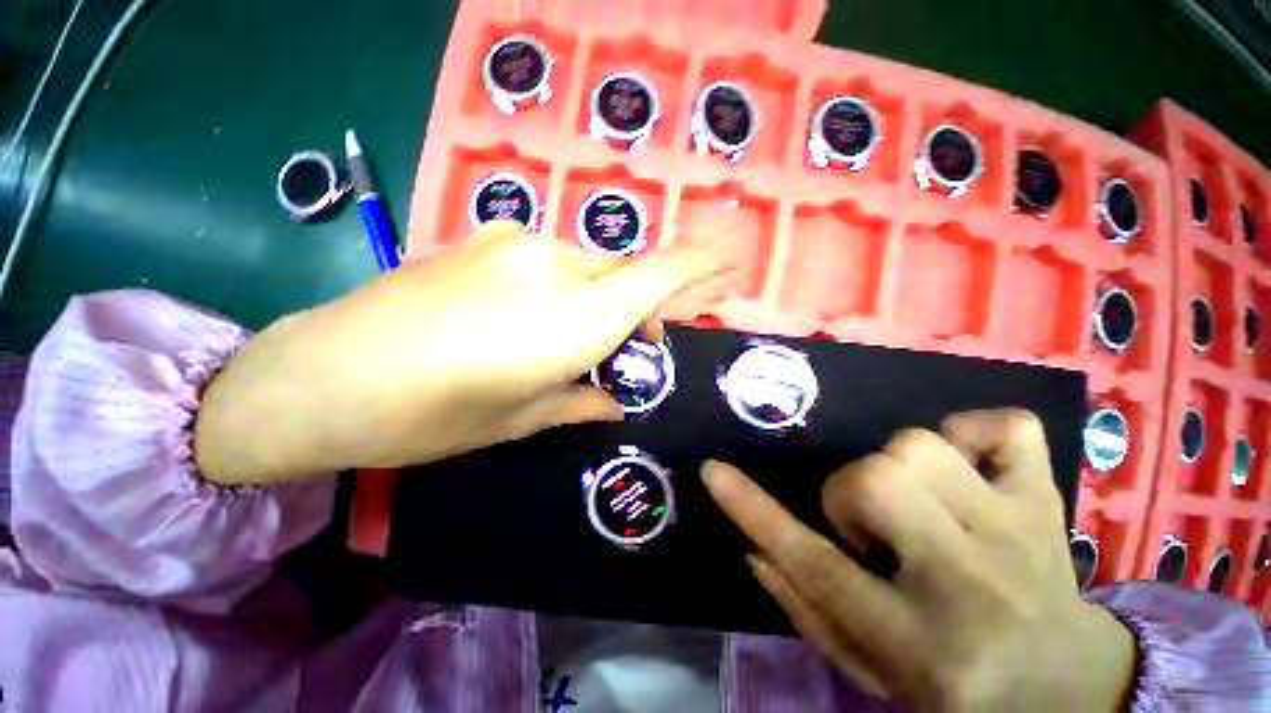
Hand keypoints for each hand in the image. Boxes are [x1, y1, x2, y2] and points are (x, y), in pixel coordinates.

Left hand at [196, 221, 725, 483]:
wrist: (321, 374)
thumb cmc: (432, 415)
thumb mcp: (521, 420)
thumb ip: (581, 402)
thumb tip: (614, 403)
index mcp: (576, 319)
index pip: (659, 275)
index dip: (700, 264)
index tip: (728, 260)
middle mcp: (556, 267)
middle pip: (625, 275)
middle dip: (637, 308)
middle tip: (625, 349)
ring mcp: (515, 243)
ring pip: (586, 266)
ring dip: (595, 297)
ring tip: (565, 337)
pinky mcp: (482, 236)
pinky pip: (546, 257)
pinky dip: (558, 284)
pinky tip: (521, 313)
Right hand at [702, 410, 1136, 710]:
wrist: (1067, 684)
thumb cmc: (956, 686)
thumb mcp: (870, 668)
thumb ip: (805, 606)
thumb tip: (753, 545)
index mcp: (917, 641)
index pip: (812, 565)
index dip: (752, 510)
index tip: (713, 471)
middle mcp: (971, 584)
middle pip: (875, 479)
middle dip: (850, 491)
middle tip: (870, 526)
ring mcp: (1021, 532)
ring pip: (920, 446)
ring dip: (898, 468)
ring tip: (917, 506)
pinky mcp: (1051, 499)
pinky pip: (1004, 427)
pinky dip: (974, 434)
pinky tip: (970, 470)